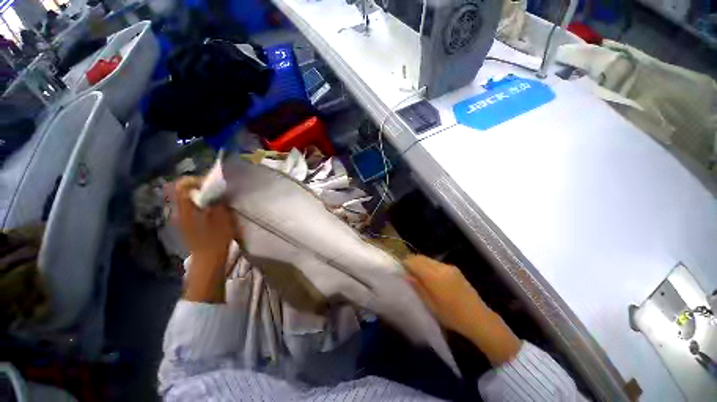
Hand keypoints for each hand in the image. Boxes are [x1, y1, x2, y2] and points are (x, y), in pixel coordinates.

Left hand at [170, 176, 237, 302]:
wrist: (208, 259)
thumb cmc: (217, 239)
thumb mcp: (222, 219)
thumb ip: (217, 202)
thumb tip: (217, 189)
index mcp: (186, 209)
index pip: (182, 185)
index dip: (196, 180)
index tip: (212, 183)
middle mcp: (179, 211)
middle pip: (184, 190)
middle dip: (200, 186)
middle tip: (217, 189)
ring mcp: (181, 218)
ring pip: (187, 198)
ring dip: (201, 194)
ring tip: (217, 198)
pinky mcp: (186, 223)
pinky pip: (191, 206)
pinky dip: (201, 202)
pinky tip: (212, 209)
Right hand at [403, 255, 488, 337]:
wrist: (479, 318)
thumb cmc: (452, 316)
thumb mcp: (431, 305)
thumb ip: (418, 287)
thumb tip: (405, 275)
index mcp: (434, 276)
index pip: (414, 261)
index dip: (405, 263)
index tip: (399, 268)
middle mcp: (441, 267)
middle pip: (421, 257)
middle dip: (411, 261)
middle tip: (406, 271)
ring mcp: (449, 267)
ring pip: (428, 259)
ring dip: (420, 263)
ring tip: (416, 274)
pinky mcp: (454, 269)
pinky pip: (436, 263)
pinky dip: (429, 266)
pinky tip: (429, 276)